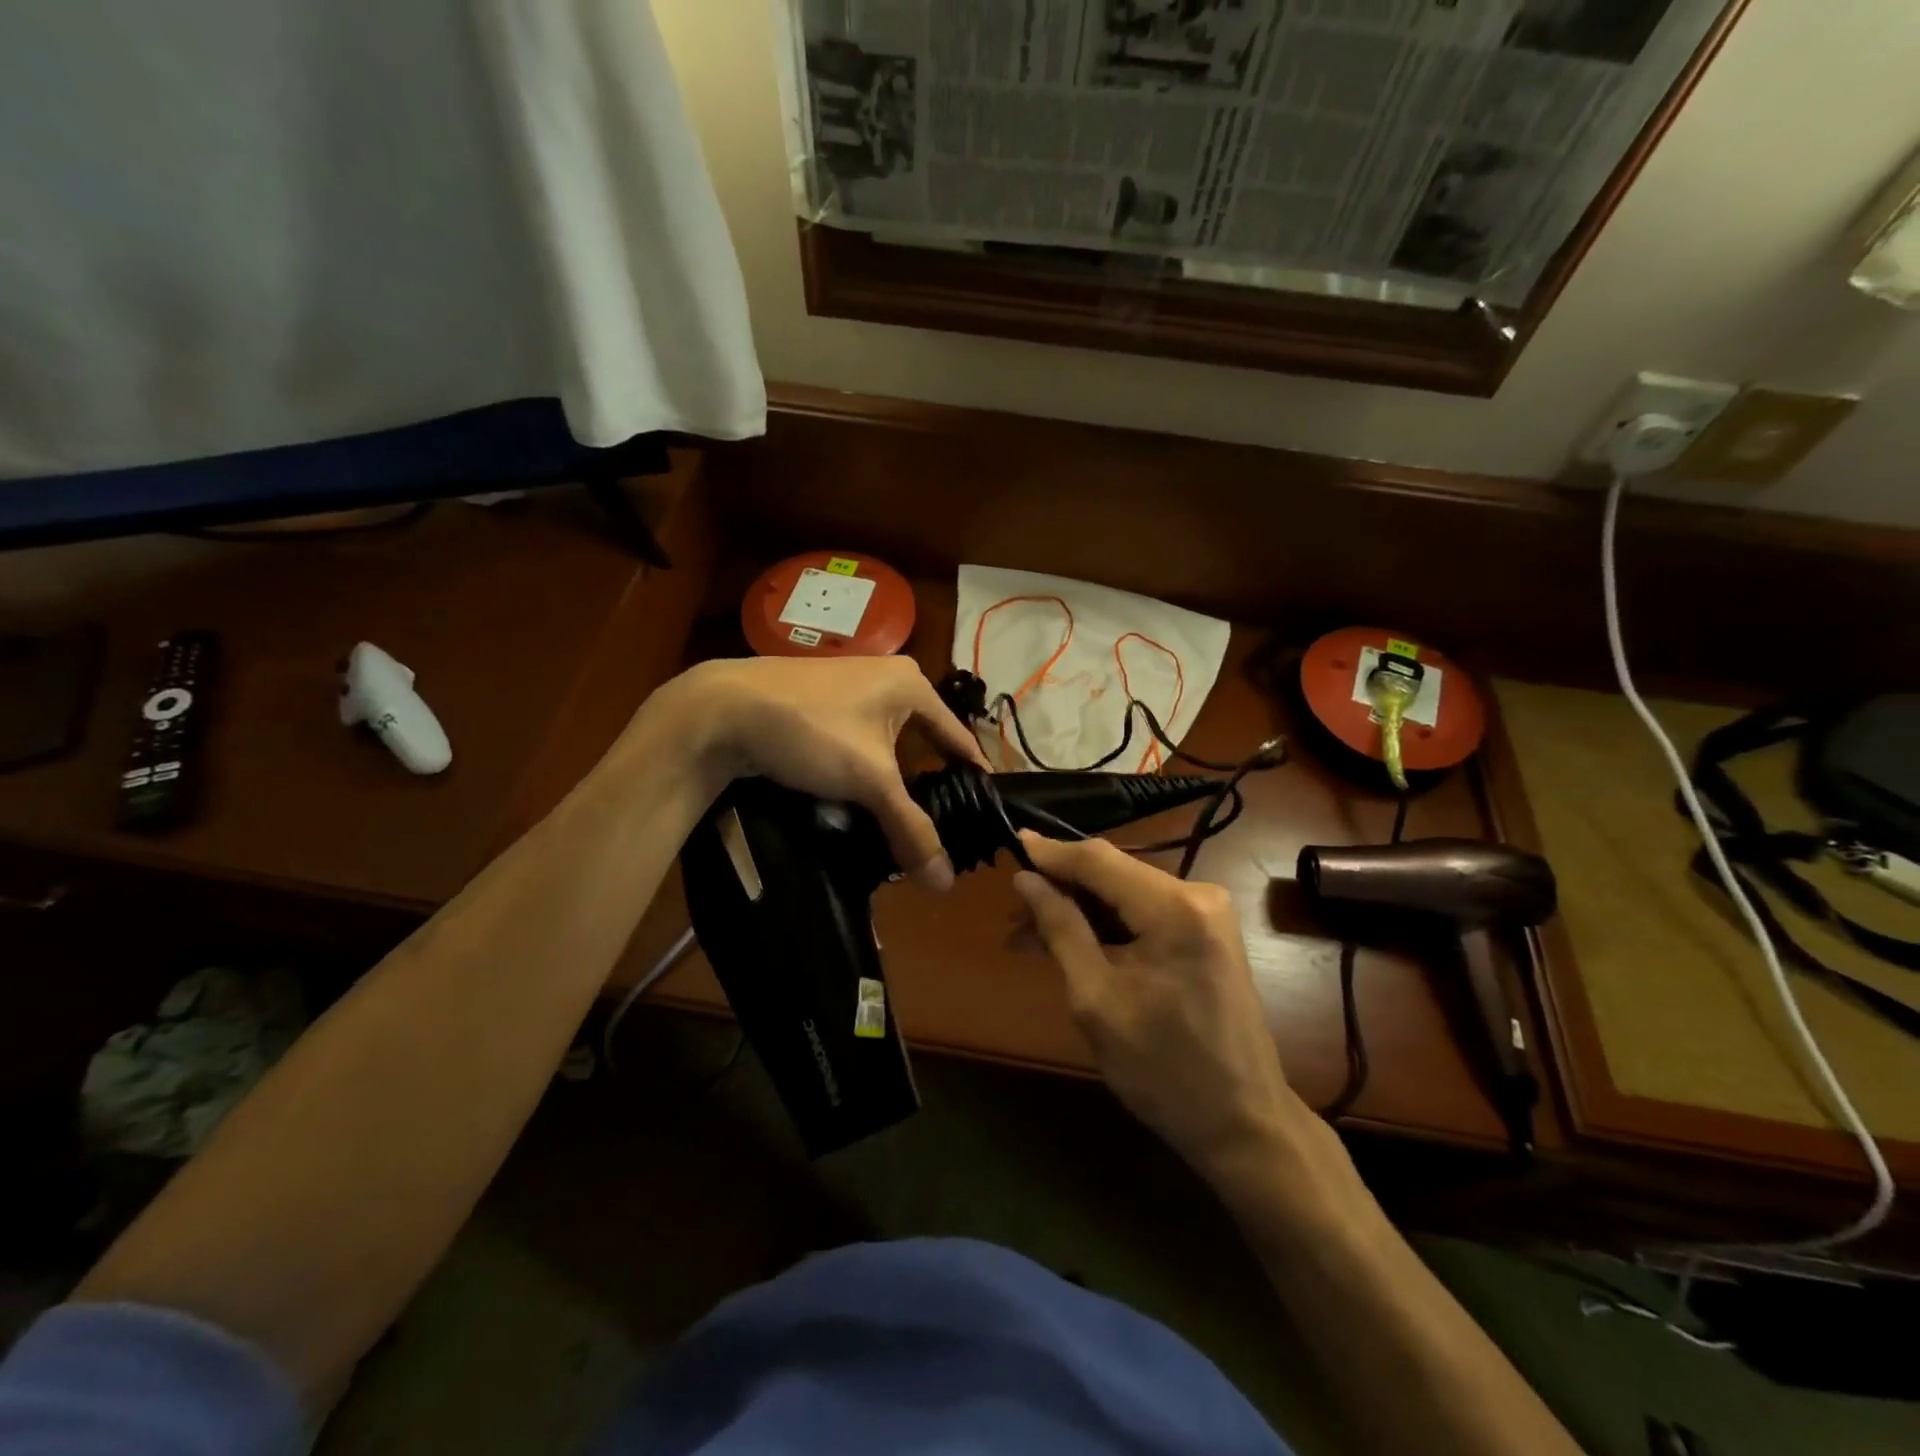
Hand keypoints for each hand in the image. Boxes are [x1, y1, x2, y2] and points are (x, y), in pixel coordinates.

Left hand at [663, 656, 988, 889]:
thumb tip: (945, 885)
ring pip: (888, 742)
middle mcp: (887, 677)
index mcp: (912, 684)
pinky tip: (860, 797)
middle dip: (931, 782)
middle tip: (943, 824)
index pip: (958, 735)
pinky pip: (859, 739)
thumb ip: (910, 828)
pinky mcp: (820, 701)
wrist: (722, 711)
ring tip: (902, 819)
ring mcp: (850, 686)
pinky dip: (865, 768)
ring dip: (894, 779)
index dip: (973, 774)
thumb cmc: (812, 731)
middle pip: (923, 740)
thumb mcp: (870, 781)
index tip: (984, 810)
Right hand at [1011, 832, 1305, 1182]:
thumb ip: (1061, 930)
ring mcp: (1207, 913)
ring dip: (1079, 910)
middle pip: (1112, 872)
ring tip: (1030, 936)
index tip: (1009, 844)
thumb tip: (1026, 880)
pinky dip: (1106, 925)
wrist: (1243, 1123)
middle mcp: (1198, 894)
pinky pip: (1143, 913)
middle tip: (1011, 913)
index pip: (1099, 860)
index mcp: (1175, 909)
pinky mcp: (1206, 932)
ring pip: (1124, 892)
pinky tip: (1071, 943)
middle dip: (1060, 888)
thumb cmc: (1164, 1070)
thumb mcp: (1097, 1001)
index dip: (1050, 853)